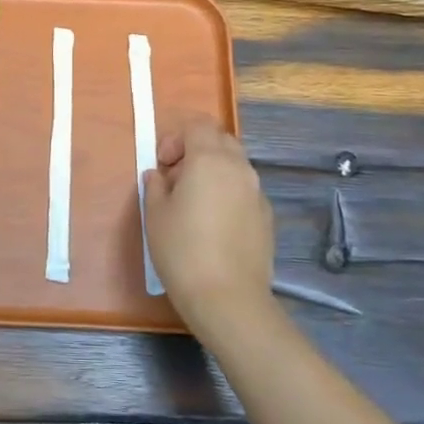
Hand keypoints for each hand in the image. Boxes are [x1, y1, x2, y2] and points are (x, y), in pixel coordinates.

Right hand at [143, 117, 276, 341]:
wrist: (228, 298)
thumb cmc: (183, 250)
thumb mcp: (155, 215)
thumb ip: (156, 186)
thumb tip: (160, 176)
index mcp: (209, 160)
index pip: (198, 125)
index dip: (176, 137)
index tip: (162, 164)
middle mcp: (239, 169)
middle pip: (220, 140)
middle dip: (197, 149)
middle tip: (176, 177)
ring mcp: (257, 193)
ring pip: (235, 165)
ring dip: (213, 171)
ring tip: (193, 202)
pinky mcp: (267, 217)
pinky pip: (244, 190)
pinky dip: (228, 193)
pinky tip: (214, 224)